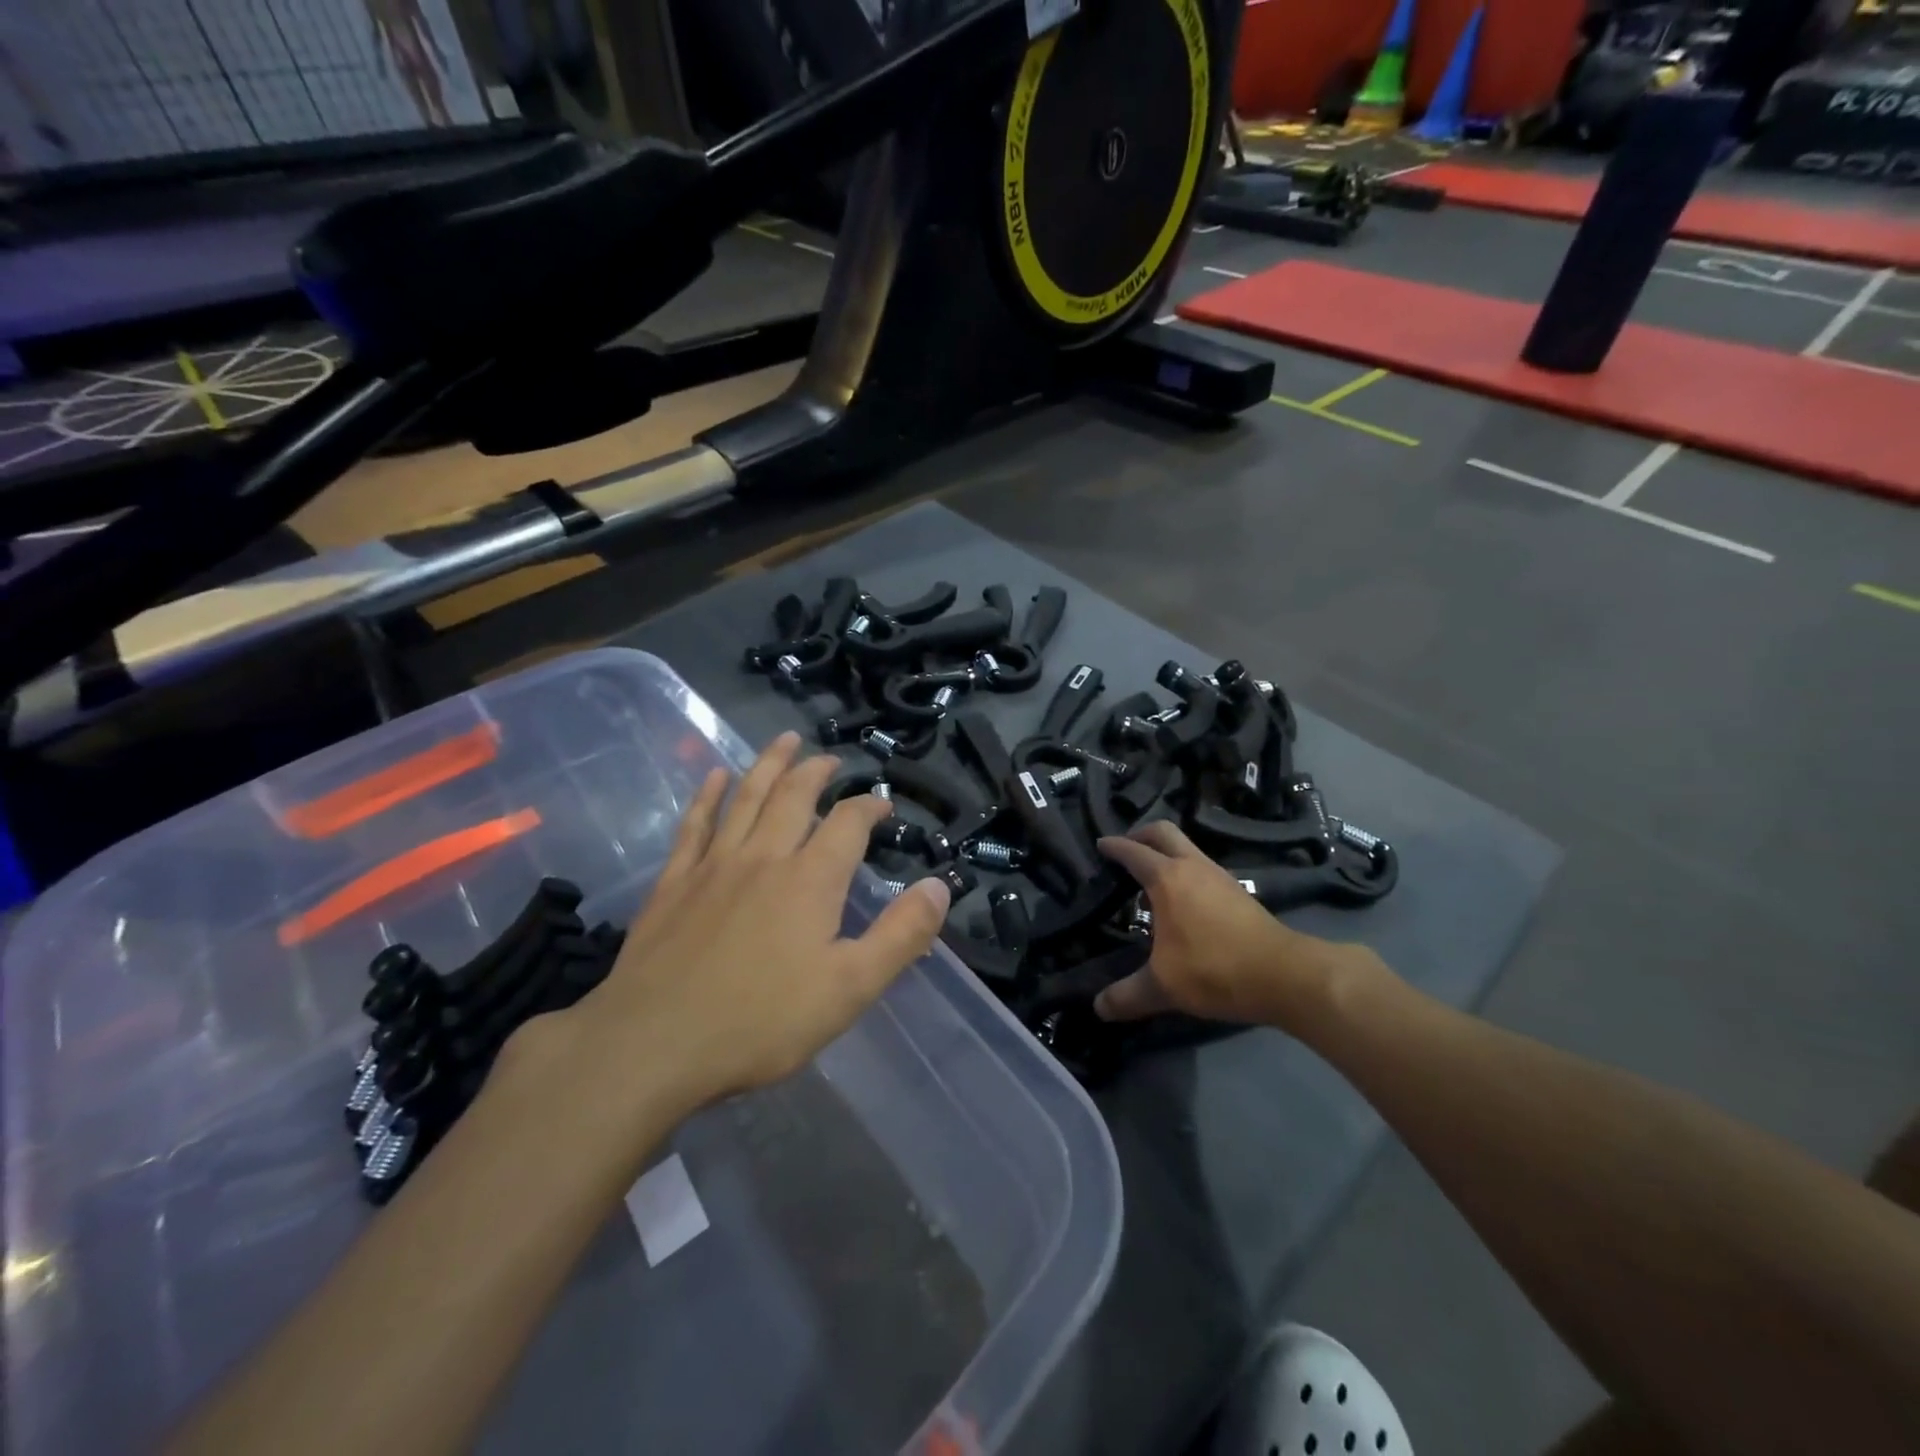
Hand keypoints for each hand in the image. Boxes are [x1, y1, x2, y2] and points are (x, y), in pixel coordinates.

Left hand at [549, 733, 950, 1111]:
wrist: (654, 1044)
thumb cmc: (761, 1022)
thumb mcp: (850, 988)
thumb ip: (900, 935)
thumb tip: (939, 887)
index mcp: (810, 880)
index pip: (847, 823)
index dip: (868, 805)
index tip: (882, 803)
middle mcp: (764, 857)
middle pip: (793, 796)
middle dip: (816, 771)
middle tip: (829, 758)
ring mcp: (713, 865)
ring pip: (746, 797)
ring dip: (769, 764)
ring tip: (784, 740)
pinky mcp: (674, 882)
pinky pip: (694, 824)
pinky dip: (708, 795)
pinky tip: (716, 776)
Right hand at [1094, 822, 1373, 1030]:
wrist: (1283, 975)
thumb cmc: (1215, 970)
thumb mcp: (1163, 987)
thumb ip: (1127, 995)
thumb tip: (1098, 1008)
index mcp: (1167, 879)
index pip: (1133, 852)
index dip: (1114, 846)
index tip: (1100, 844)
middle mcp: (1192, 866)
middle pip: (1163, 832)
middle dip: (1141, 834)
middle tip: (1126, 848)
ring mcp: (1219, 876)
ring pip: (1187, 846)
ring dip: (1166, 851)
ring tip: (1150, 876)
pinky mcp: (1238, 891)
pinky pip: (1202, 866)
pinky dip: (1185, 869)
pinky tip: (1182, 898)